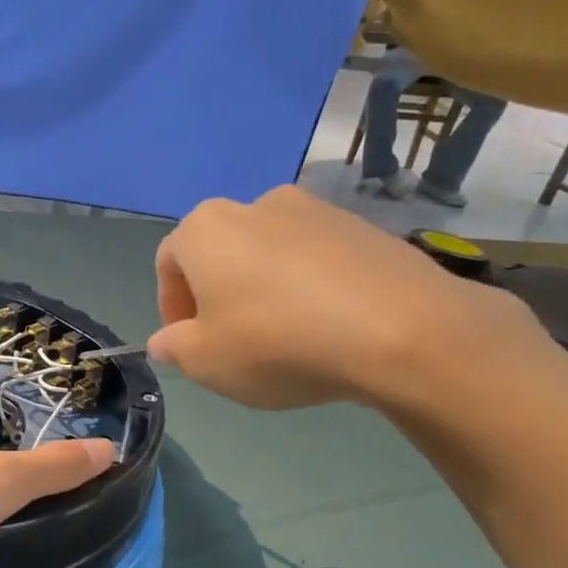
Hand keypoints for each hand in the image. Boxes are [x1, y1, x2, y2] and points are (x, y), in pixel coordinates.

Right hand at [146, 187, 548, 411]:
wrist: (399, 330)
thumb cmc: (277, 343)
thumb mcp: (205, 362)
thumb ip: (175, 347)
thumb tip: (167, 340)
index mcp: (206, 229)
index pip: (169, 262)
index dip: (171, 306)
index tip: (186, 343)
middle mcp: (255, 205)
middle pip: (220, 252)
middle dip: (216, 295)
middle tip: (229, 340)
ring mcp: (315, 210)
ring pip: (268, 253)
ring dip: (262, 289)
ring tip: (281, 335)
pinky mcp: (363, 227)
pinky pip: (315, 258)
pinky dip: (307, 286)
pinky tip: (323, 326)